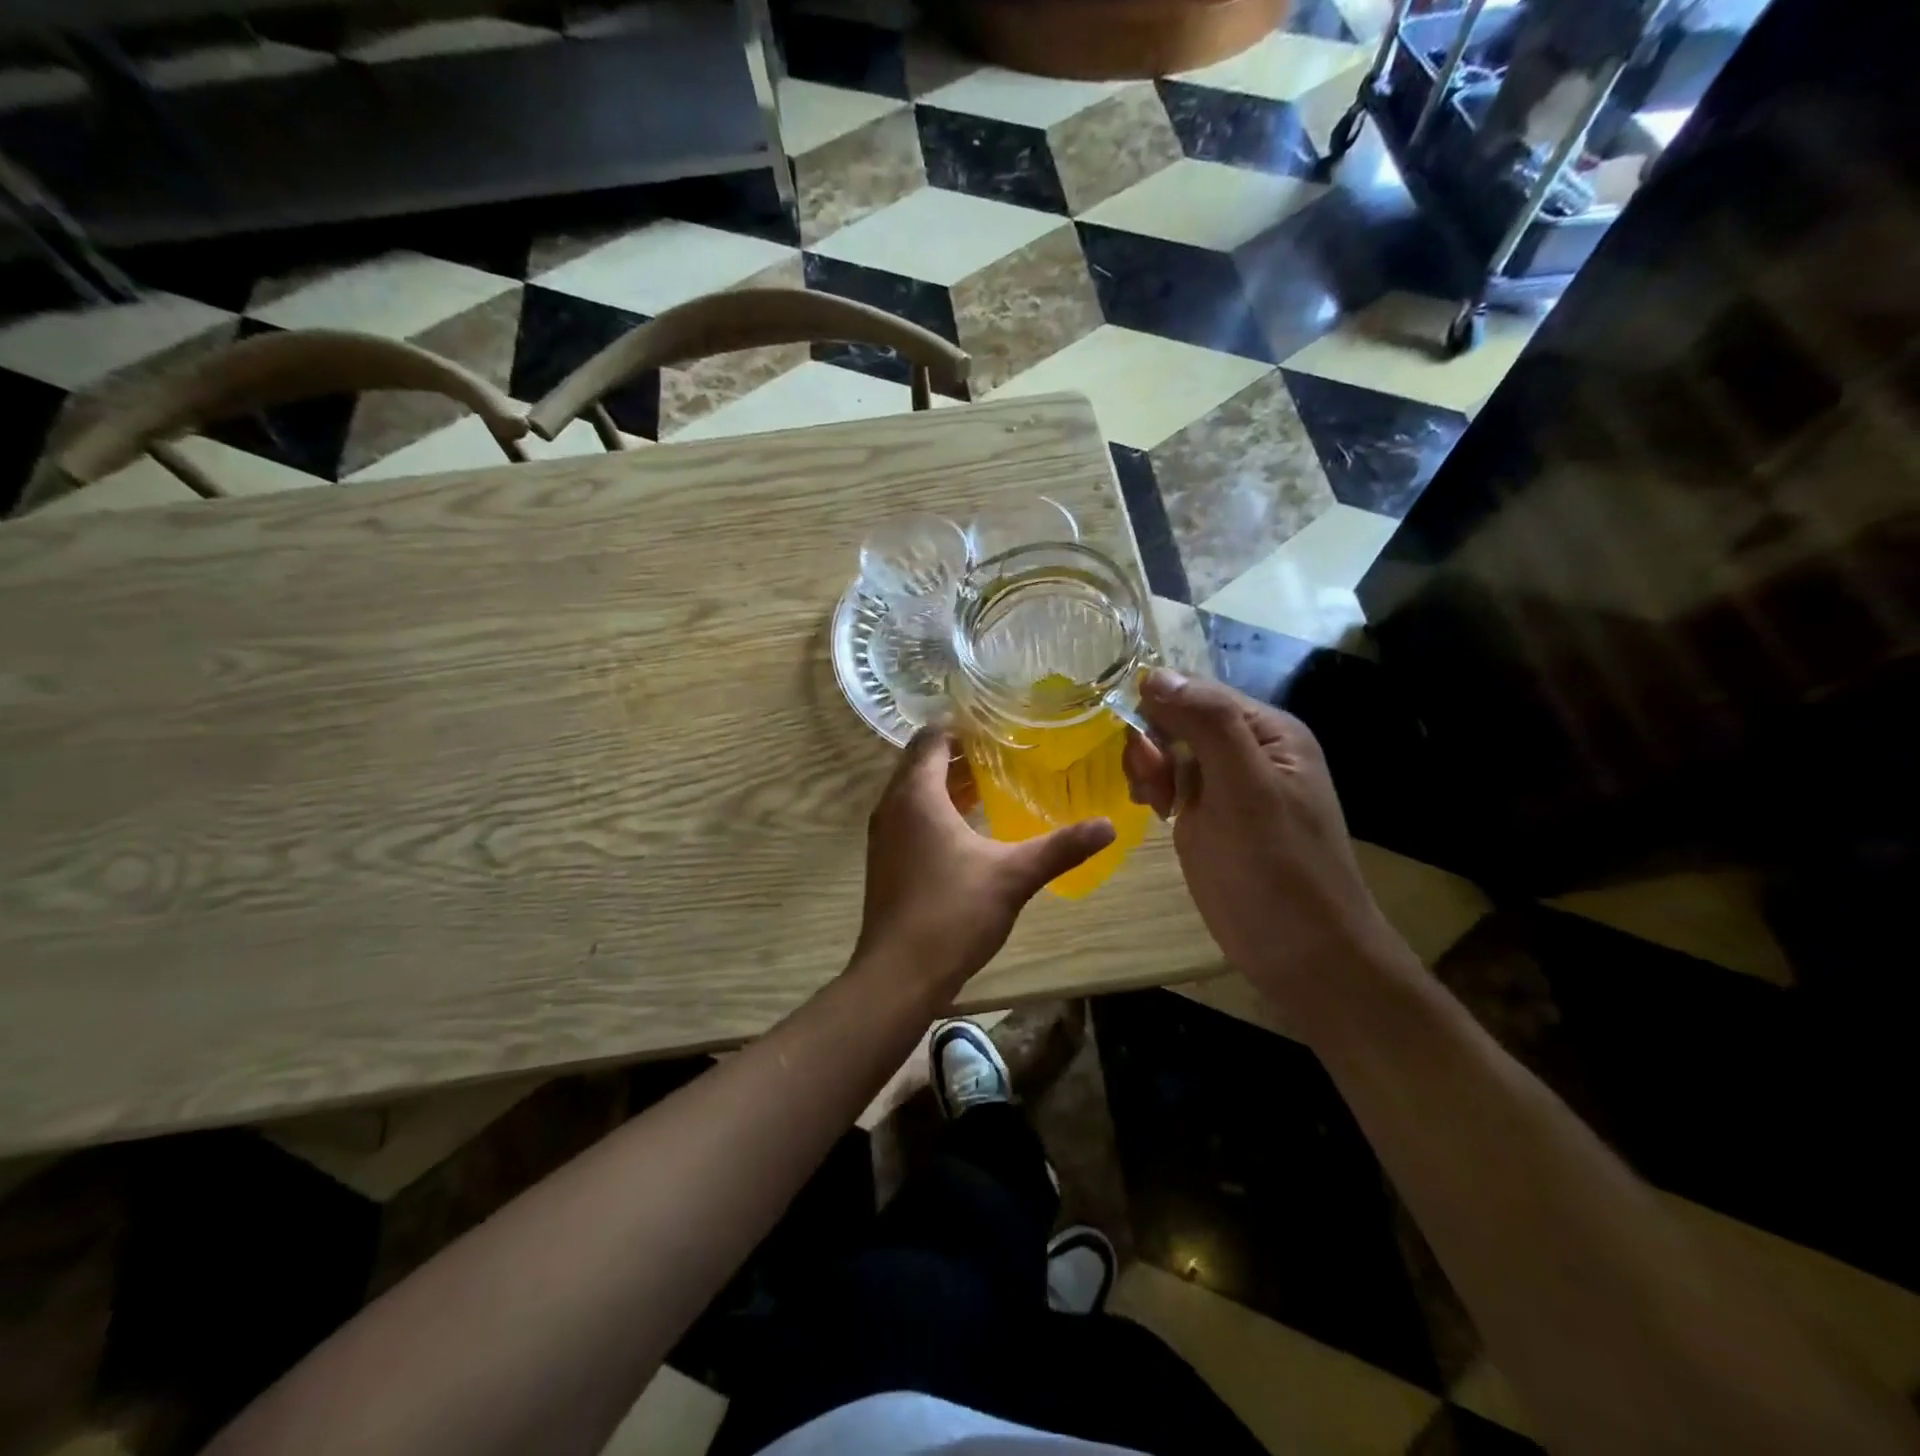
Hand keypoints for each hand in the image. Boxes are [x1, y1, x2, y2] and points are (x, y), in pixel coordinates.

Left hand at [854, 728, 1115, 997]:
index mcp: (916, 794)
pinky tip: (969, 826)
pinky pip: (909, 817)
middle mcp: (892, 806)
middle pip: (921, 762)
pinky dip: (935, 809)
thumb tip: (1109, 826)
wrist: (898, 974)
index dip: (961, 726)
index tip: (998, 723)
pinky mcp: (885, 860)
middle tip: (1003, 749)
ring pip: (914, 791)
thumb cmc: (952, 913)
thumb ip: (1061, 847)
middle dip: (958, 752)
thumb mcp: (1013, 876)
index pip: (932, 738)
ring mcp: (883, 835)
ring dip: (946, 782)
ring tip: (992, 780)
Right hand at [1121, 670, 1401, 1015]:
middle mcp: (1248, 750)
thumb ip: (1207, 725)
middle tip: (1151, 786)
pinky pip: (1173, 783)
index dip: (1161, 708)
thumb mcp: (1245, 788)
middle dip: (1154, 743)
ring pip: (1171, 751)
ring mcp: (1228, 786)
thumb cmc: (1277, 869)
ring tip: (1154, 803)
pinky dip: (1156, 790)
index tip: (1140, 747)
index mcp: (1267, 731)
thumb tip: (1154, 675)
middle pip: (1180, 718)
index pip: (1198, 692)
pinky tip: (1156, 811)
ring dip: (1151, 768)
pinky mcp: (1211, 817)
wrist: (1303, 953)